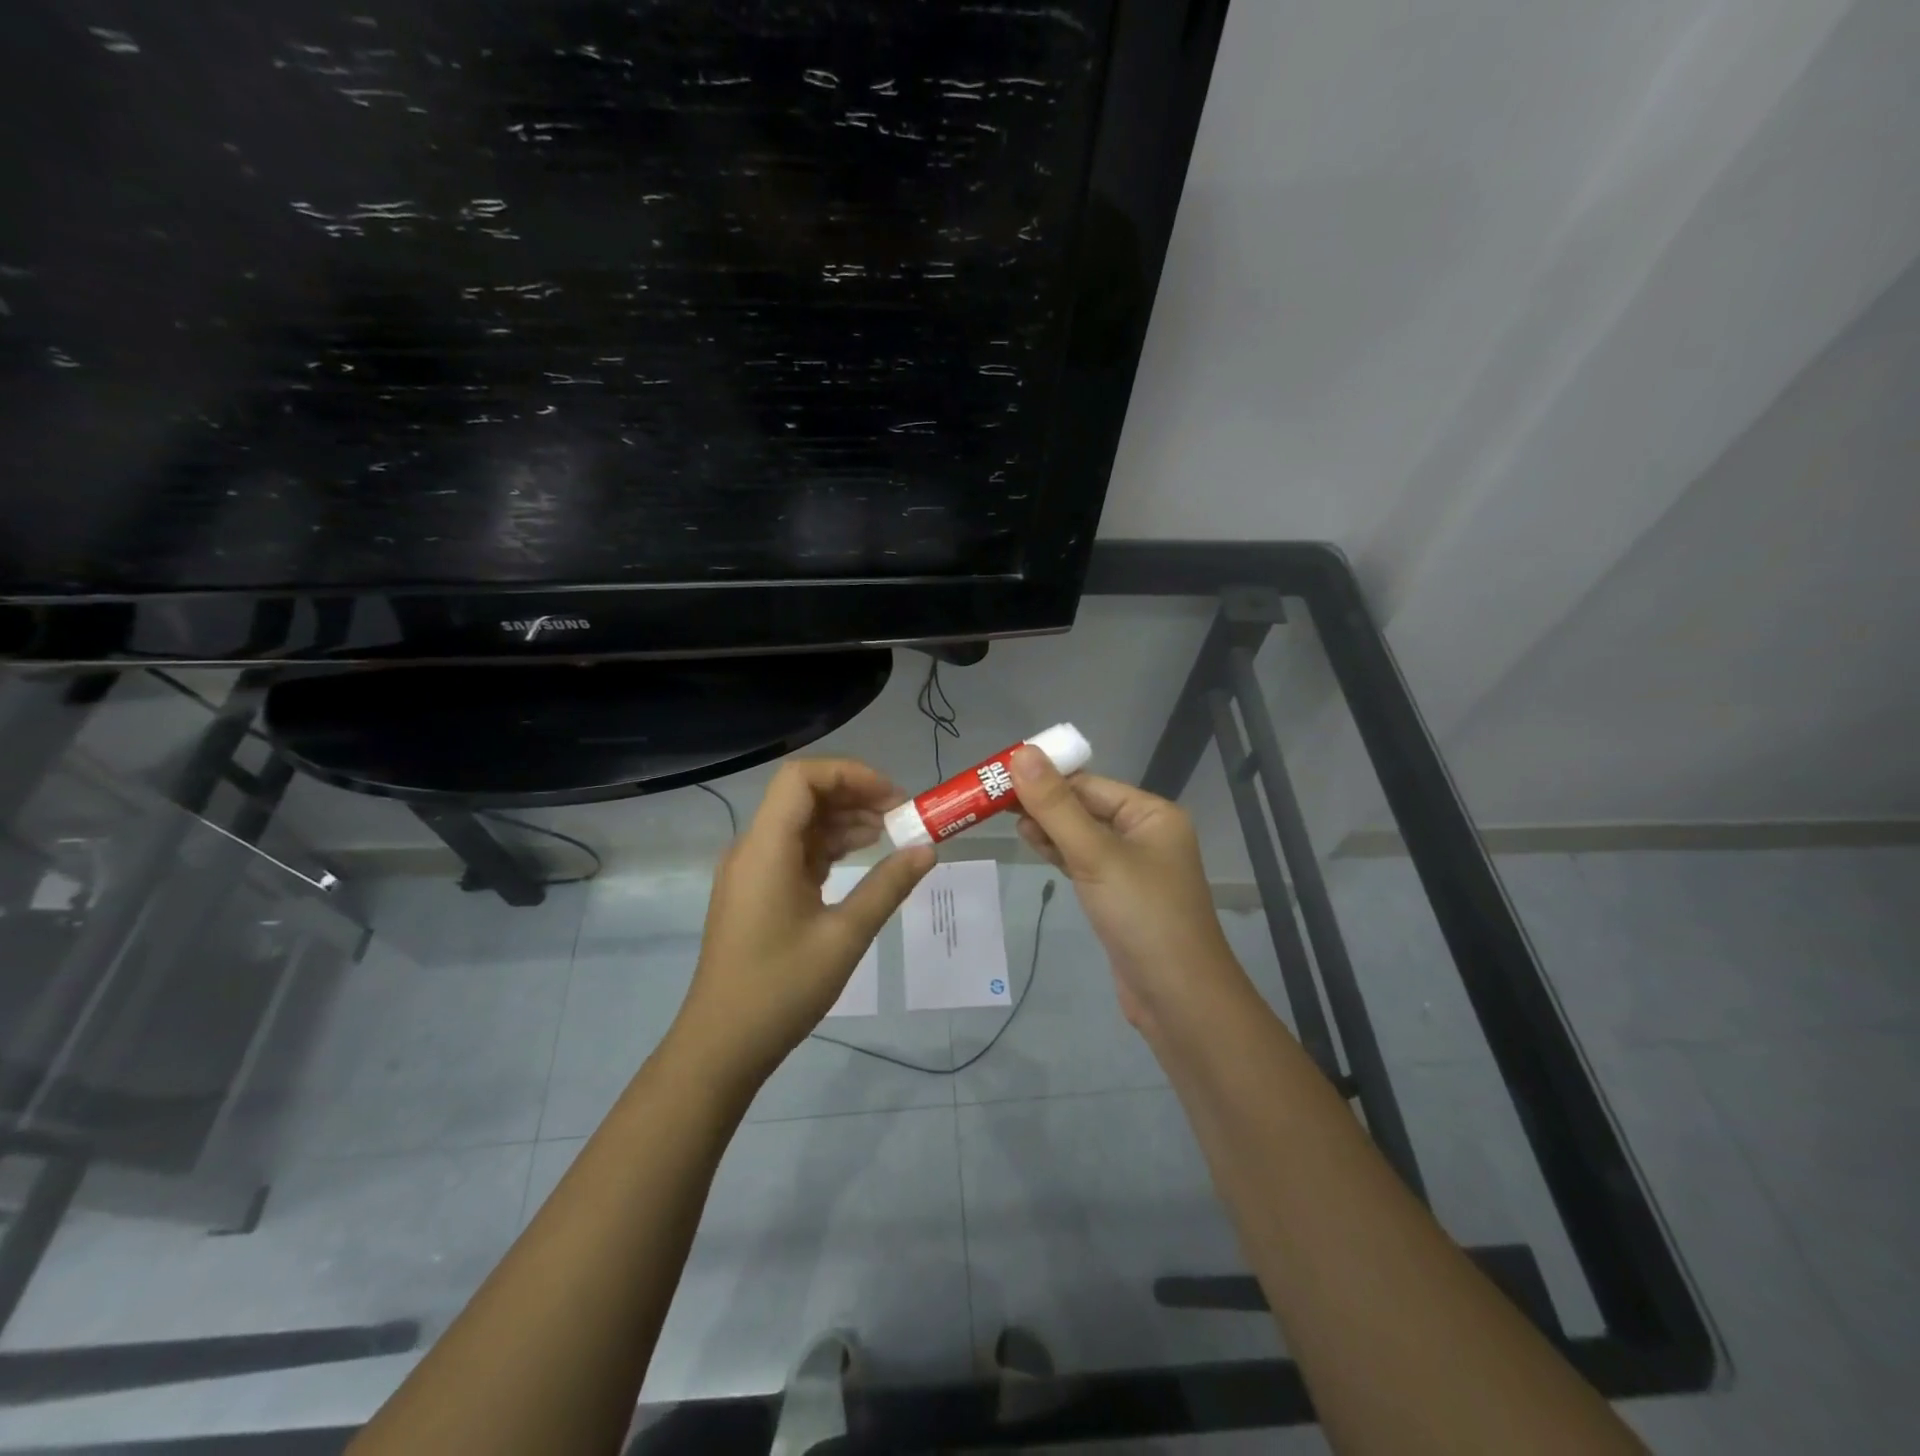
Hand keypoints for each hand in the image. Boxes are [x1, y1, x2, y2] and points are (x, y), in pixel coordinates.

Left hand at [675, 759, 936, 1079]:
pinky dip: (829, 847)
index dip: (850, 774)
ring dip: (844, 821)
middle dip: (854, 796)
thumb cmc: (781, 989)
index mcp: (766, 848)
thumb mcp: (845, 936)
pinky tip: (861, 858)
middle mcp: (753, 848)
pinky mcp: (756, 891)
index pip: (801, 778)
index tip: (893, 797)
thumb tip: (928, 850)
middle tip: (902, 815)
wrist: (721, 1046)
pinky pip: (795, 851)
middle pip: (802, 796)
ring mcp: (752, 870)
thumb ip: (888, 886)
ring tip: (891, 835)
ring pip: (800, 823)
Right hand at [1011, 746, 1247, 1032]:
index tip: (1000, 774)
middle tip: (993, 798)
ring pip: (1081, 835)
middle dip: (1042, 802)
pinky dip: (1057, 852)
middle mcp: (1145, 834)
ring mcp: (1132, 867)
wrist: (1178, 999)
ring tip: (1004, 818)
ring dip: (1047, 827)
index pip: (1089, 784)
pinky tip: (1031, 843)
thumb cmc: (1142, 916)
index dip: (1045, 777)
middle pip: (1084, 807)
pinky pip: (1083, 862)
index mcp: (1151, 814)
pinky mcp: (1117, 896)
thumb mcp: (1095, 855)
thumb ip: (1056, 806)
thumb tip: (1022, 753)